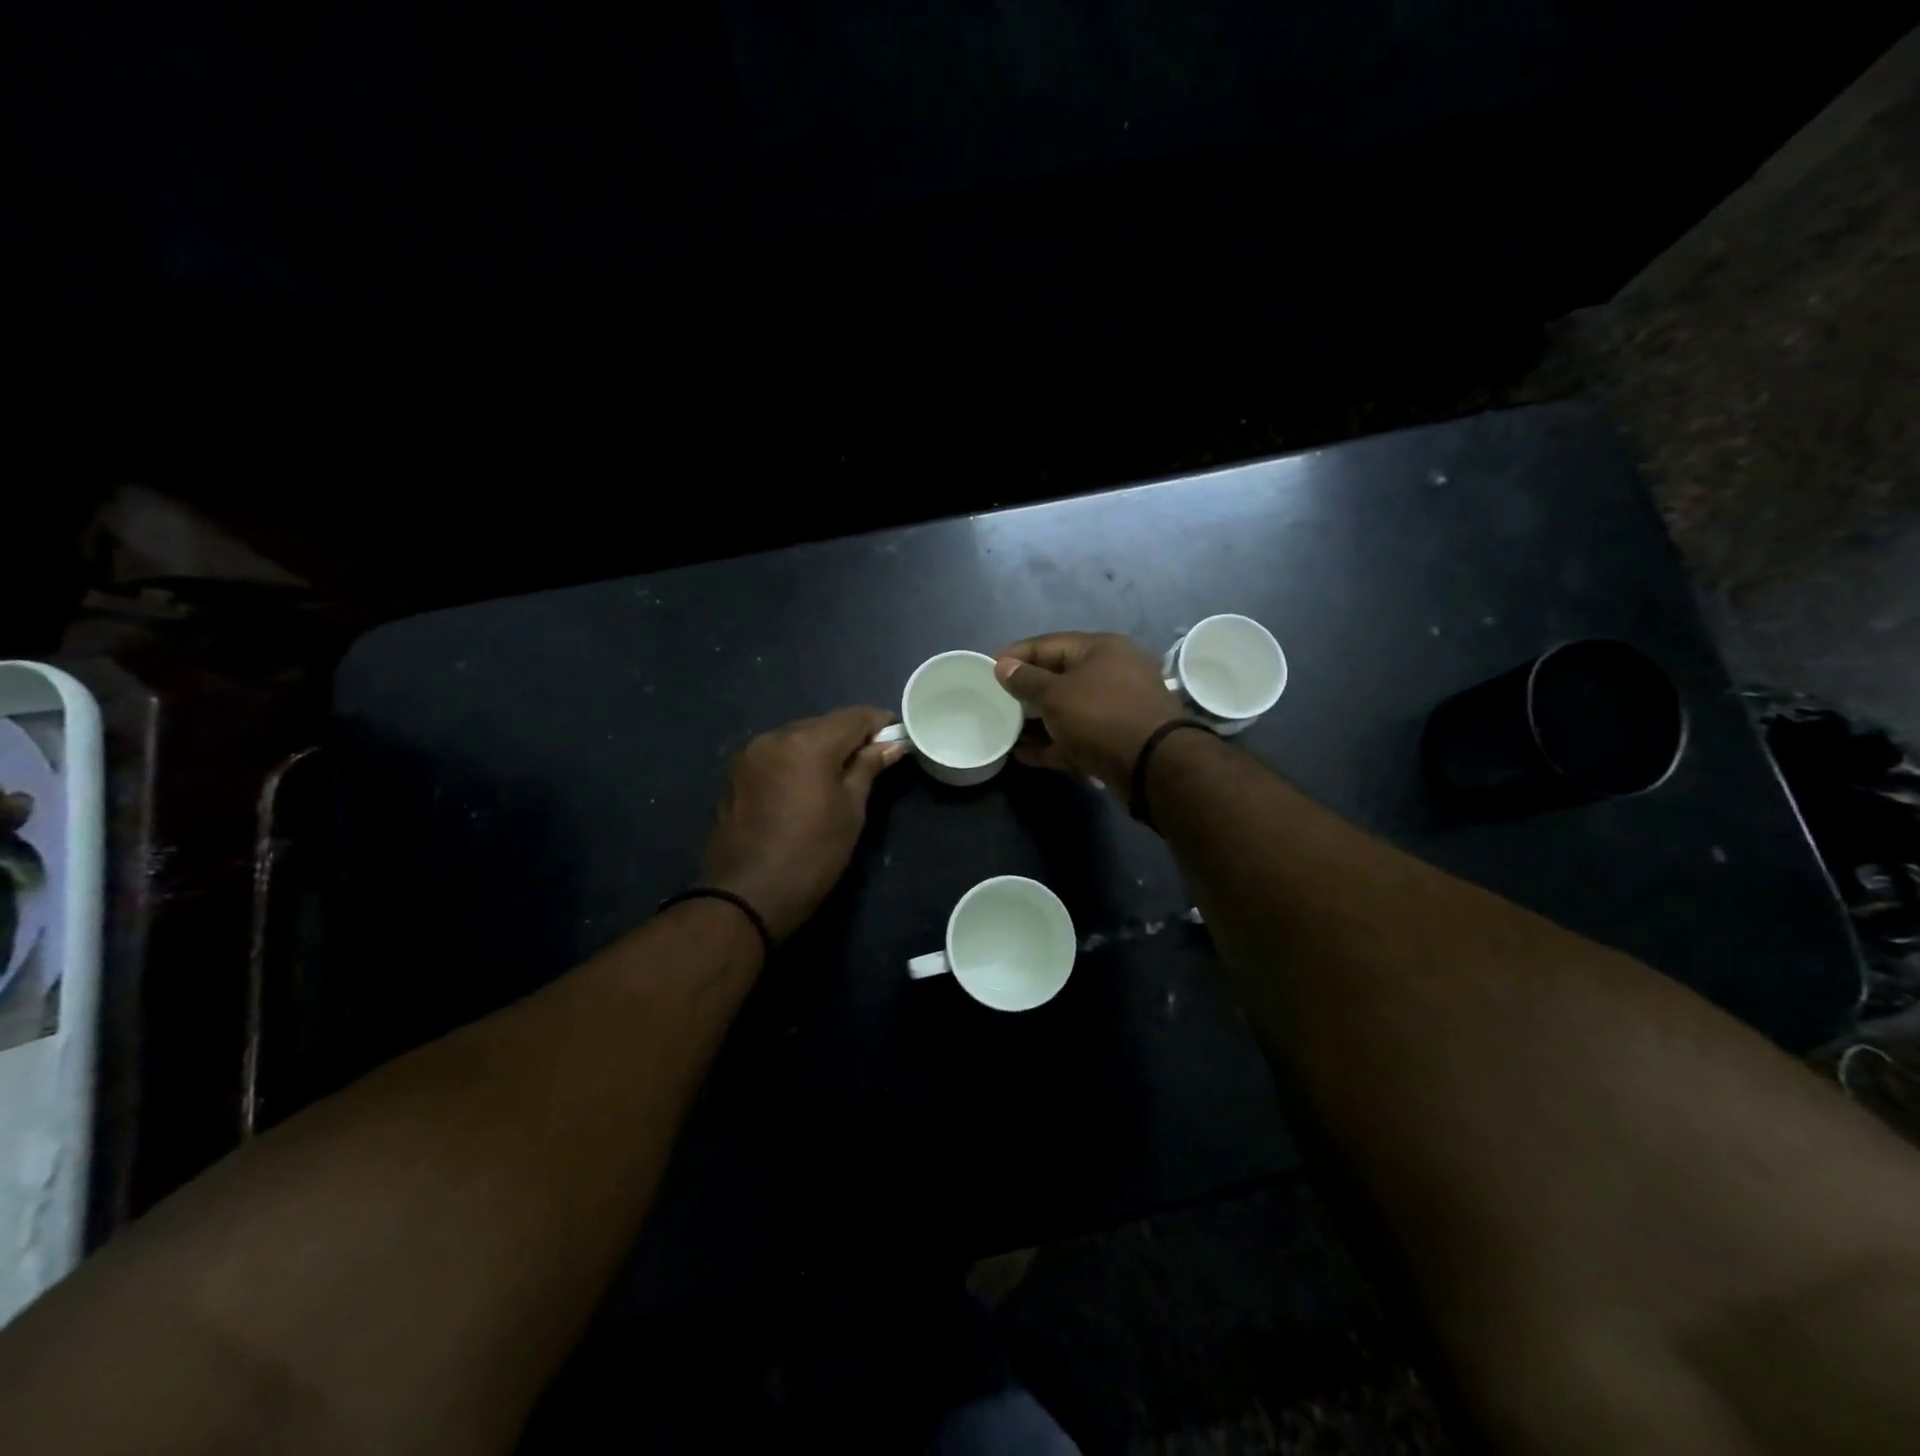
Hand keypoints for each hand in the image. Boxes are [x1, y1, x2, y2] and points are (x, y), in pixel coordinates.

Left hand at [699, 707, 906, 940]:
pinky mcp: (735, 773)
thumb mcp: (851, 811)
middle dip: (851, 736)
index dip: (881, 723)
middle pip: (824, 723)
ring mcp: (750, 754)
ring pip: (798, 736)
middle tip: (873, 761)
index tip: (898, 738)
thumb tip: (892, 744)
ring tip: (841, 775)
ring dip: (822, 747)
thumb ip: (868, 768)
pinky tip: (807, 785)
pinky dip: (797, 760)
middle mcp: (775, 736)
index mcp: (808, 743)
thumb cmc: (812, 855)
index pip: (855, 717)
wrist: (745, 897)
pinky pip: (776, 754)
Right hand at [993, 633, 1183, 789]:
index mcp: (1101, 649)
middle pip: (1060, 677)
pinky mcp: (1115, 741)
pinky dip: (1052, 743)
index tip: (988, 668)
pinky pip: (1076, 737)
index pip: (1050, 644)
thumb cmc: (1101, 716)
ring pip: (1068, 710)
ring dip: (1037, 721)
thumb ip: (1026, 680)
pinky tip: (1023, 754)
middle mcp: (1112, 673)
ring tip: (1005, 729)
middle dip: (1027, 690)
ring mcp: (1116, 709)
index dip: (1017, 654)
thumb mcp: (1056, 694)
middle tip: (995, 700)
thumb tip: (1003, 665)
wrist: (1153, 765)